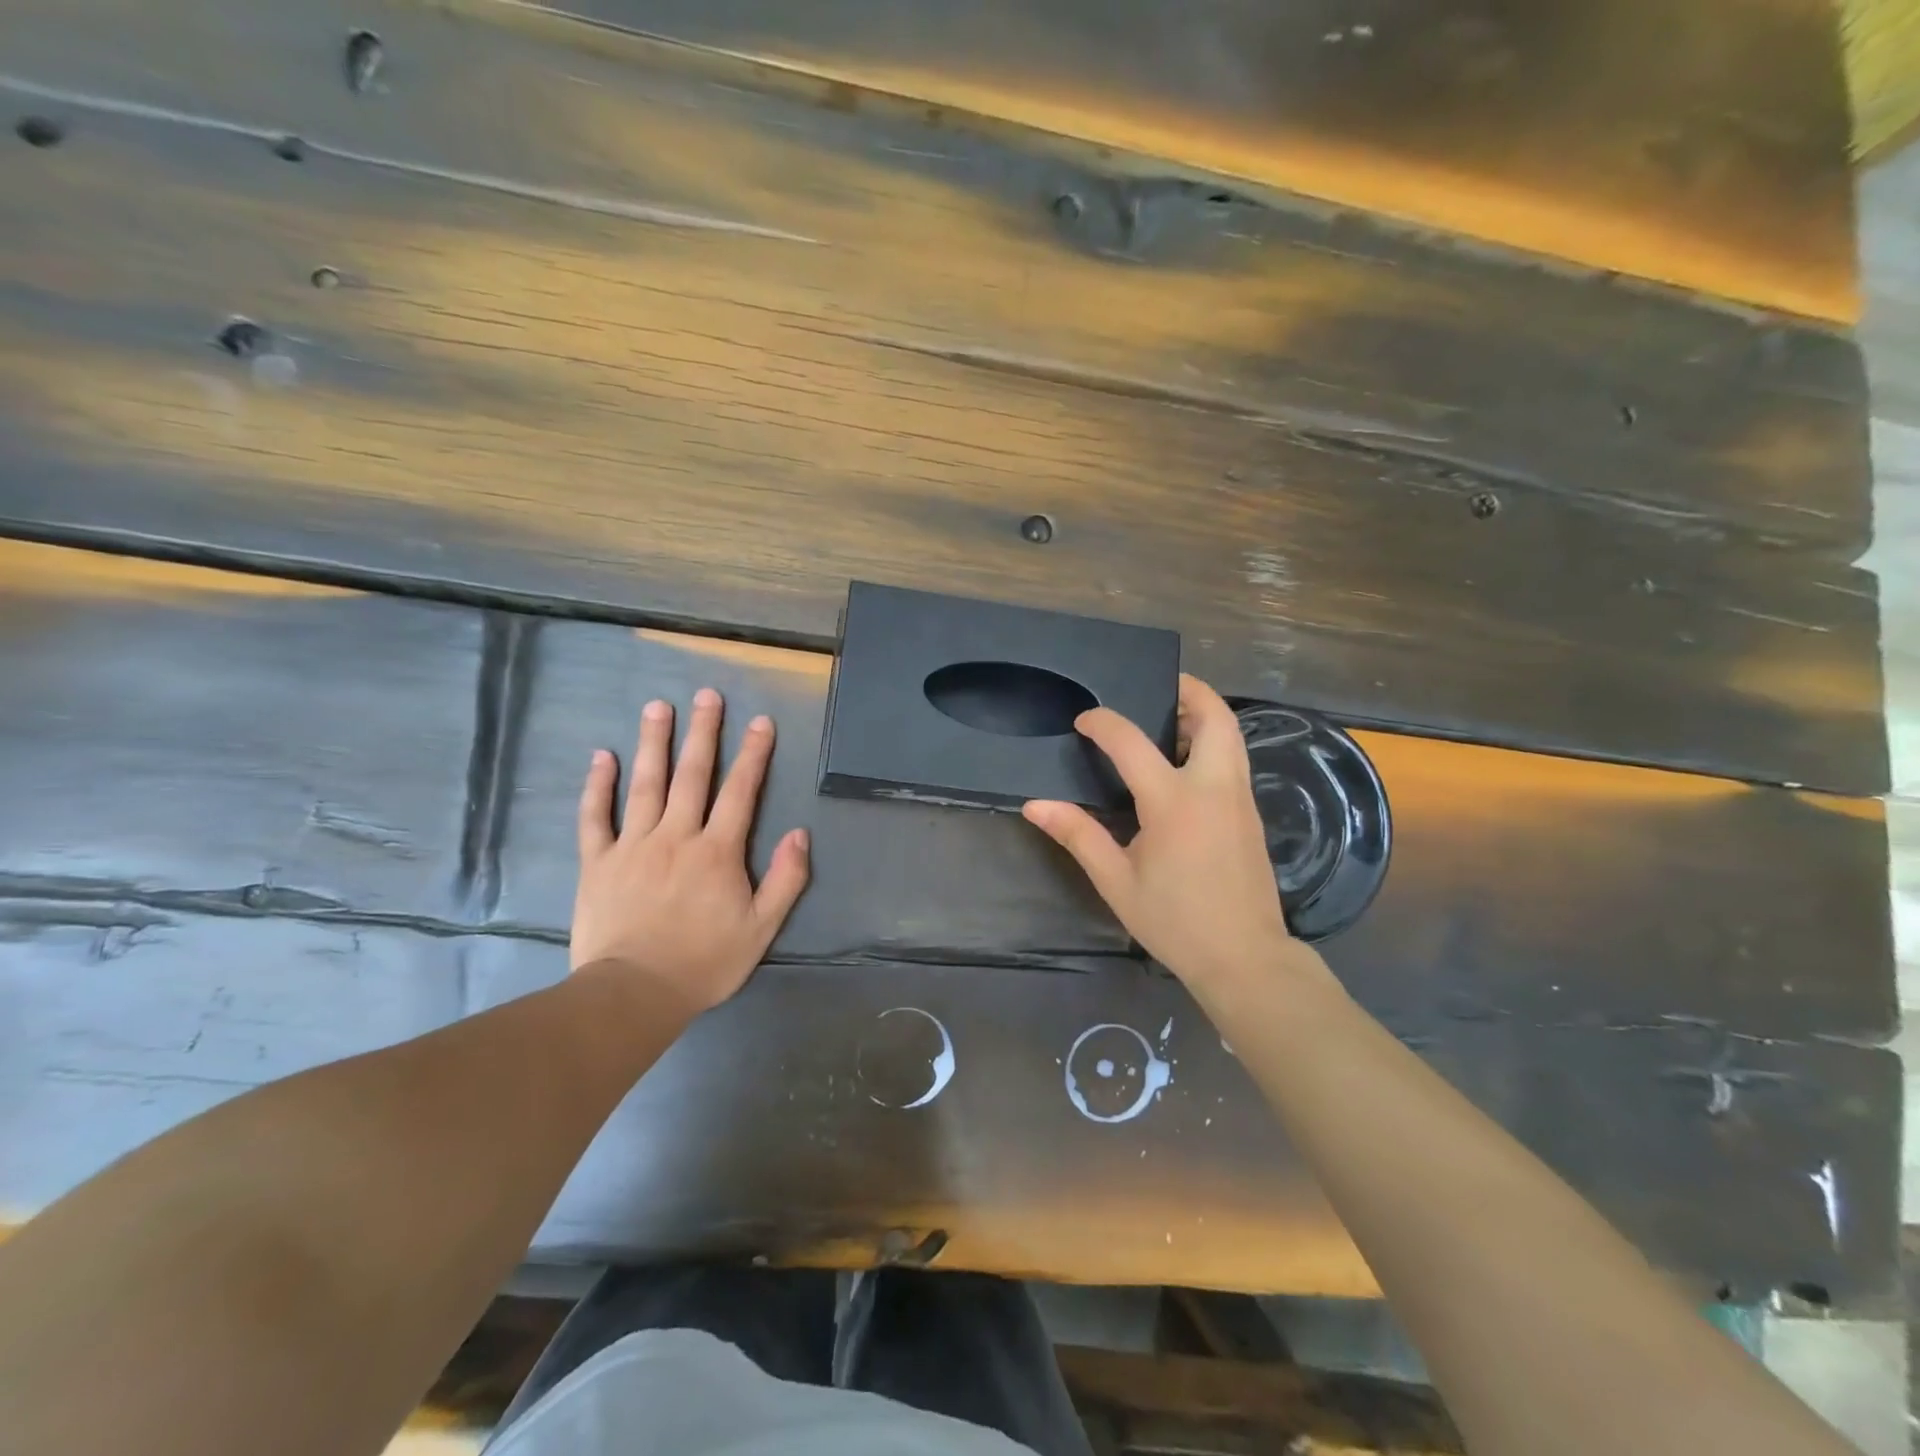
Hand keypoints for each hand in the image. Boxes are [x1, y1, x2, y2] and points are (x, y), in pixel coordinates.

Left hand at [572, 688, 809, 1011]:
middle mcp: (676, 836)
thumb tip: (800, 834)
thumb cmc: (704, 962)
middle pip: (692, 775)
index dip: (753, 755)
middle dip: (703, 732)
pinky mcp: (598, 862)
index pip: (740, 792)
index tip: (761, 722)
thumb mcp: (761, 928)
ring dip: (653, 742)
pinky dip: (597, 785)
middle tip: (707, 694)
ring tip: (658, 706)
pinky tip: (602, 756)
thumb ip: (785, 880)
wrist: (634, 993)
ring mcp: (633, 845)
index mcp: (717, 851)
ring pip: (645, 784)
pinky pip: (595, 817)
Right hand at [1023, 674, 1300, 989]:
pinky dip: (1213, 742)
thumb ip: (1078, 835)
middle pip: (1214, 717)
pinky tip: (1185, 765)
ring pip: (1232, 735)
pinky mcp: (1251, 814)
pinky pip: (1234, 759)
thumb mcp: (1116, 881)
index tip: (1085, 721)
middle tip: (1157, 687)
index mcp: (1174, 802)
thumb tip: (1035, 805)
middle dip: (1189, 691)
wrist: (1245, 958)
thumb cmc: (1175, 920)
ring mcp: (1240, 798)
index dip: (1104, 723)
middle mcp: (1214, 787)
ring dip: (1204, 715)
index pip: (1132, 742)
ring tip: (1169, 720)